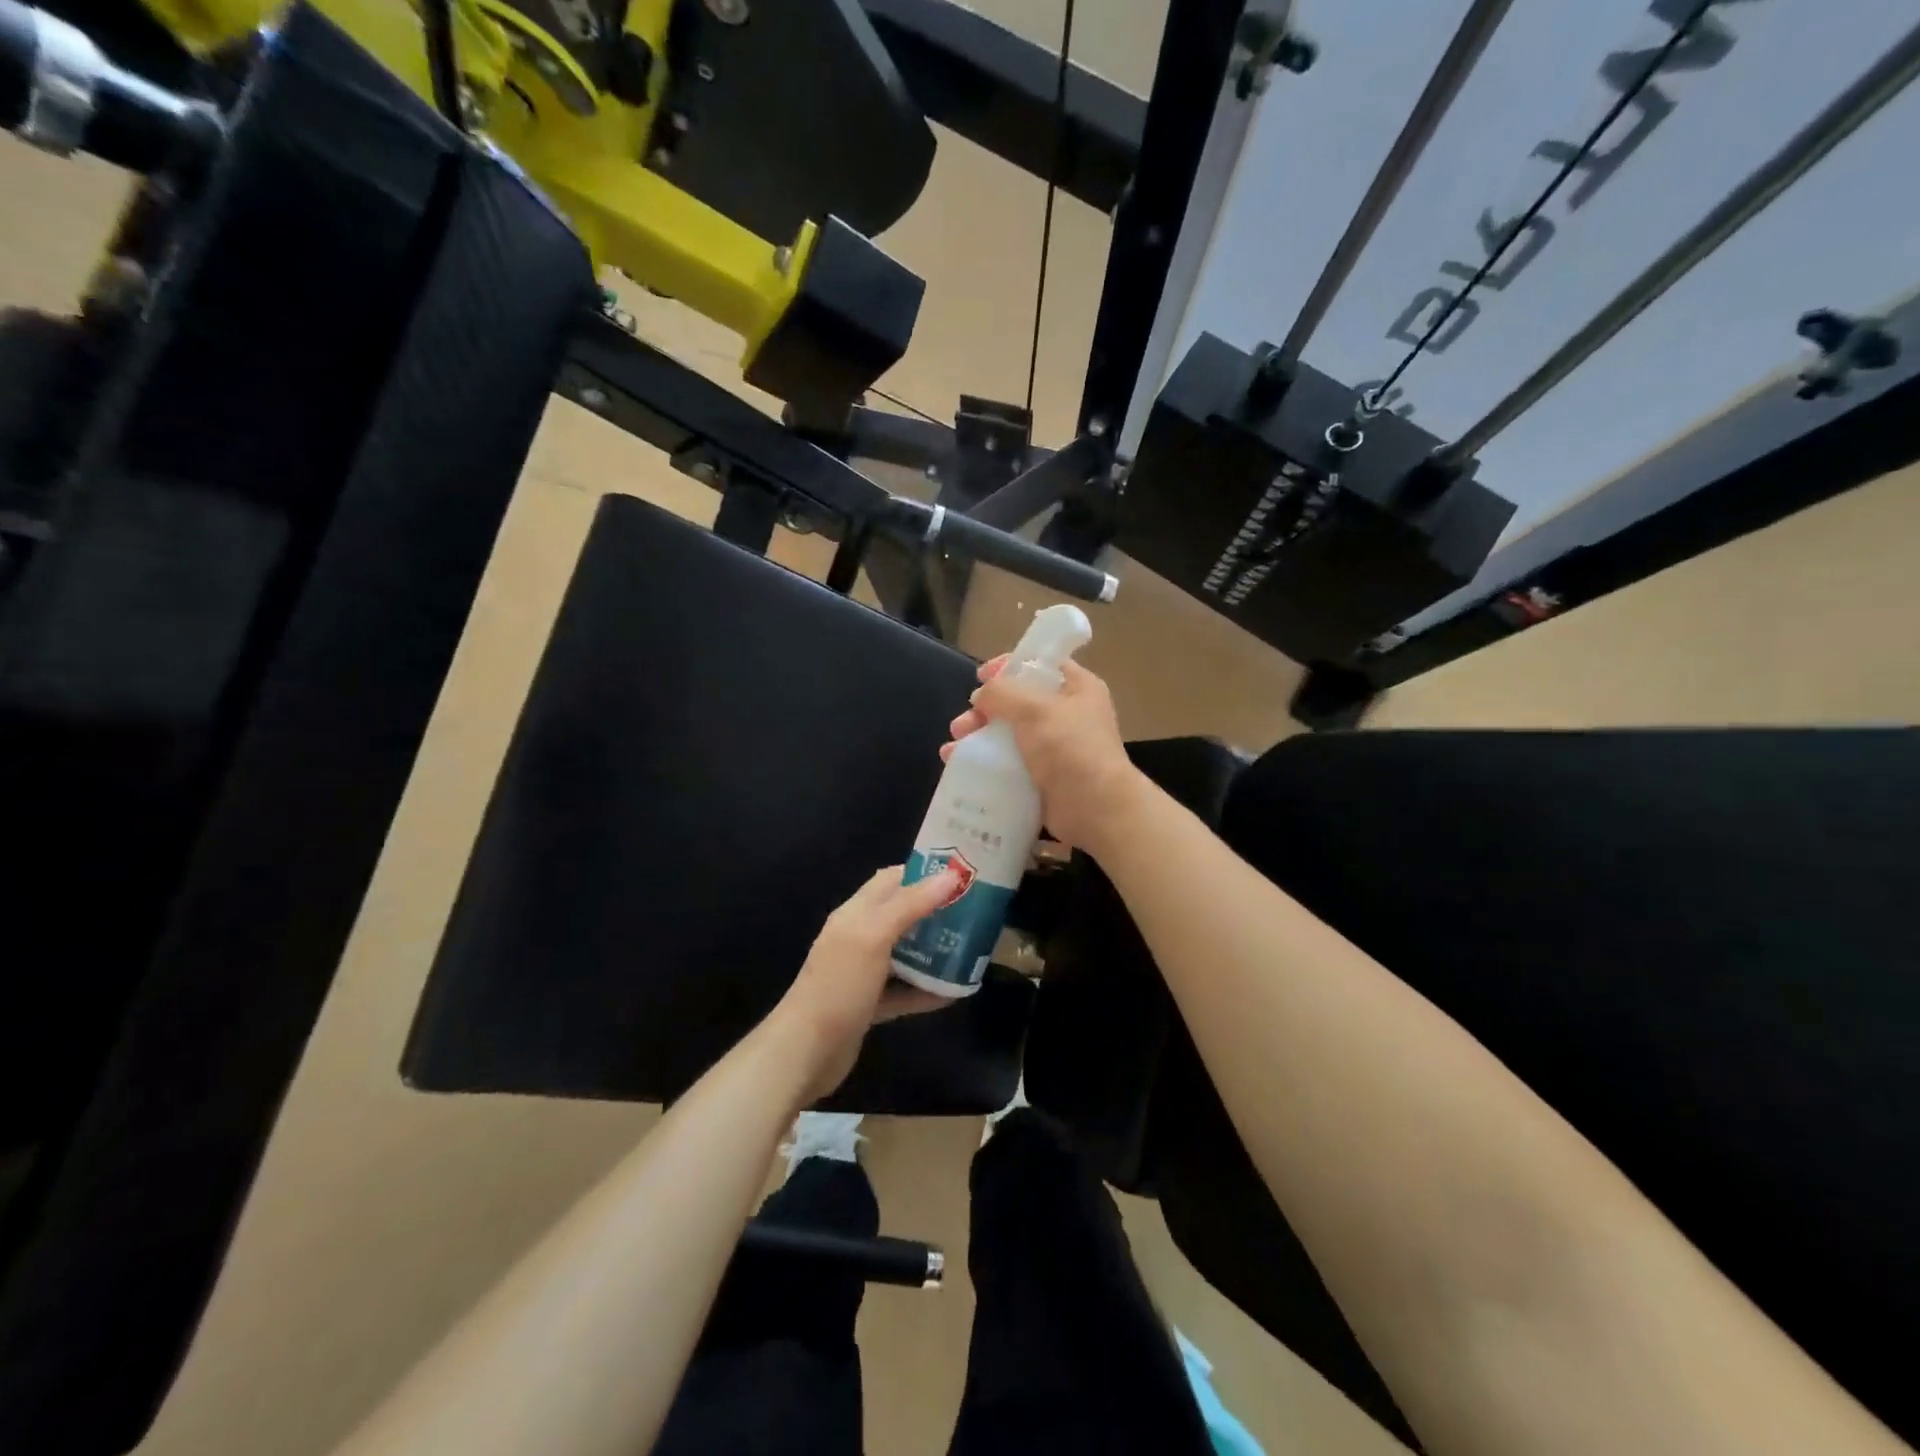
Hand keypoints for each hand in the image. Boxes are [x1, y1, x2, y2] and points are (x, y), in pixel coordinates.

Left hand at [773, 866, 958, 1100]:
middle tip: (974, 913)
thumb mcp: (874, 936)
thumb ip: (911, 904)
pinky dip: (925, 990)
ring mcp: (862, 973)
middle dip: (935, 912)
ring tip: (969, 948)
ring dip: (933, 951)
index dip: (924, 872)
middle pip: (902, 915)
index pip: (892, 879)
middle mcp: (859, 937)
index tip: (961, 875)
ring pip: (904, 953)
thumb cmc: (839, 985)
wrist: (805, 1052)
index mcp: (856, 913)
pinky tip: (954, 993)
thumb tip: (950, 875)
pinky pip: (902, 990)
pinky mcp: (868, 1005)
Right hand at [943, 656, 1147, 856]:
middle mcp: (1067, 714)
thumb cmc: (1070, 748)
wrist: (1095, 808)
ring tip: (952, 750)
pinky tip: (960, 767)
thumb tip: (981, 695)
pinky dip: (985, 763)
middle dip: (984, 711)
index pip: (1039, 665)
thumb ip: (1002, 693)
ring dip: (978, 738)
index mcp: (1077, 688)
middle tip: (962, 725)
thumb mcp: (1034, 709)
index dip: (1008, 667)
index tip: (980, 677)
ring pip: (1008, 734)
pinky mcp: (1043, 776)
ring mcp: (1055, 748)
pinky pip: (1009, 763)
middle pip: (1017, 702)